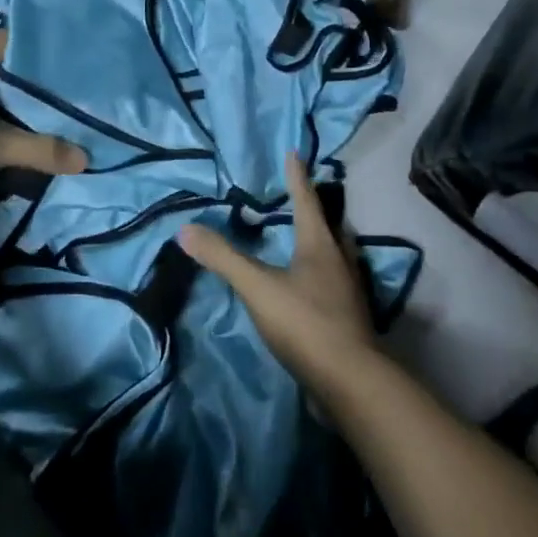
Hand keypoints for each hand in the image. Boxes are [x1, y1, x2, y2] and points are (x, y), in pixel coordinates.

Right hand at [178, 153, 376, 390]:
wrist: (352, 383)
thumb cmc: (306, 323)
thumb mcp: (258, 287)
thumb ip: (224, 258)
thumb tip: (185, 229)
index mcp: (320, 245)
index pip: (306, 200)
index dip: (297, 177)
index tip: (293, 153)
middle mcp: (340, 261)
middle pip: (328, 226)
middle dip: (314, 209)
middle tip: (301, 196)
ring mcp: (348, 292)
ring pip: (335, 254)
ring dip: (321, 241)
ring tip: (306, 238)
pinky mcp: (348, 319)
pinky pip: (334, 282)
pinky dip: (321, 273)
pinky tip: (309, 286)